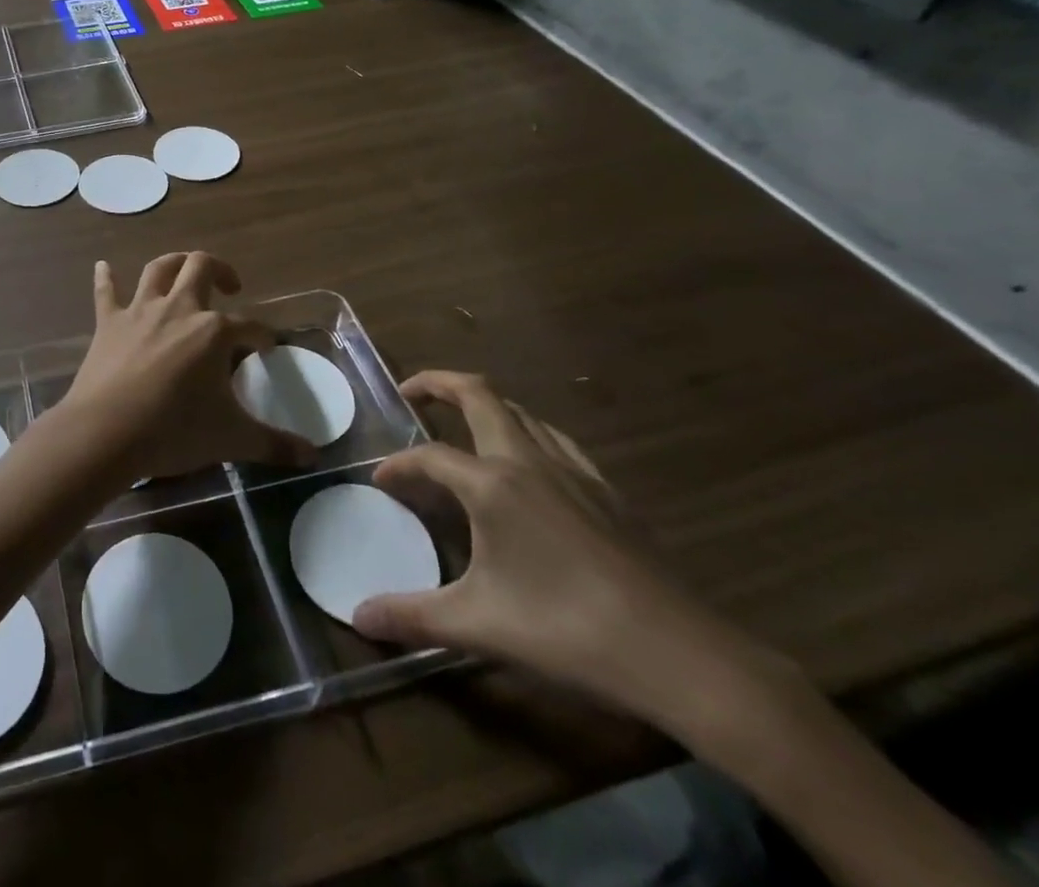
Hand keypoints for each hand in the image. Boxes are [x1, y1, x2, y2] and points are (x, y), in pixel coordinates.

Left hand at [61, 253, 317, 482]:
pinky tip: (102, 266)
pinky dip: (105, 278)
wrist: (107, 432)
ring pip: (159, 270)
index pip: (250, 326)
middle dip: (220, 270)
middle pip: (201, 268)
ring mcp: (140, 312)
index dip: (263, 335)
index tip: (268, 346)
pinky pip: (106, 292)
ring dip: (174, 263)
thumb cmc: (174, 431)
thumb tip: (312, 457)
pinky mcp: (108, 323)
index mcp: (213, 332)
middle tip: (231, 287)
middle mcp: (179, 309)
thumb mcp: (232, 439)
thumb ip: (274, 444)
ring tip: (185, 269)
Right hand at [354, 372, 769, 727]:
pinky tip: (530, 462)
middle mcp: (529, 461)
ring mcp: (574, 471)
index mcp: (492, 484)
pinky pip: (556, 439)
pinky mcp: (608, 491)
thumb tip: (358, 620)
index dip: (398, 464)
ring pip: (521, 411)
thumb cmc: (567, 630)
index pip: (429, 456)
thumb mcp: (478, 625)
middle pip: (479, 395)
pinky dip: (527, 431)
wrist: (680, 655)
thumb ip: (412, 617)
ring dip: (485, 405)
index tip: (379, 481)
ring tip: (463, 423)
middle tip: (411, 394)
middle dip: (438, 383)